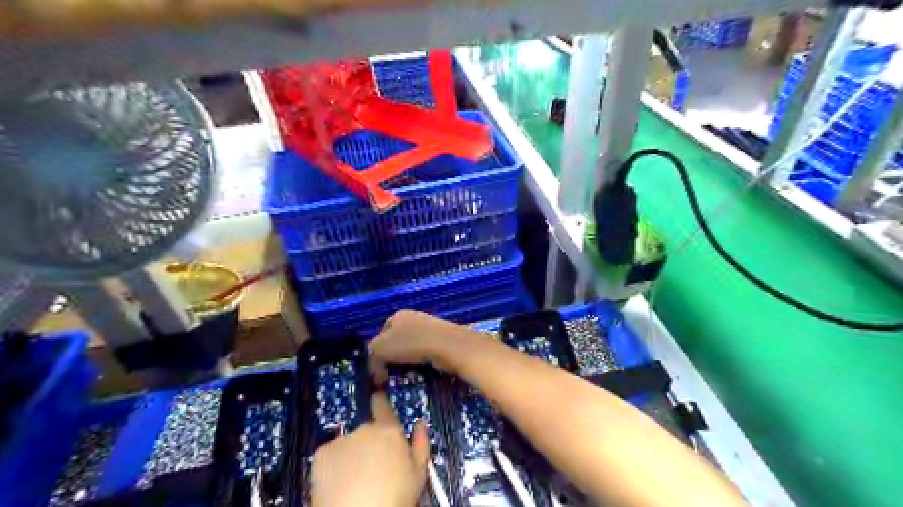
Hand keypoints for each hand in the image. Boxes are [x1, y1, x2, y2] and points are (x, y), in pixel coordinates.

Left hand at [310, 392, 428, 506]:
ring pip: (348, 444)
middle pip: (366, 431)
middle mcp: (364, 429)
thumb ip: (420, 444)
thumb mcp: (419, 474)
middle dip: (368, 444)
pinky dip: (333, 465)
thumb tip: (420, 424)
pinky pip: (330, 455)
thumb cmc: (396, 497)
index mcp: (389, 431)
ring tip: (354, 479)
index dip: (380, 402)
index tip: (377, 396)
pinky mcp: (321, 454)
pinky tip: (338, 483)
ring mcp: (341, 440)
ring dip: (351, 455)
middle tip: (372, 466)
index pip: (384, 407)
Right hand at [368, 306, 468, 376]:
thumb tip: (377, 373)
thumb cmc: (410, 343)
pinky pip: (426, 355)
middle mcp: (413, 318)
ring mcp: (430, 329)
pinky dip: (422, 365)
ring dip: (407, 365)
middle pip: (396, 343)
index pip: (381, 335)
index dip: (377, 353)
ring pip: (411, 351)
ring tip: (407, 376)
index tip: (379, 371)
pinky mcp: (442, 340)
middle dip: (393, 360)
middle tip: (391, 376)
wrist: (446, 345)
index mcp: (398, 315)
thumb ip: (372, 357)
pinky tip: (422, 373)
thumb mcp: (379, 349)